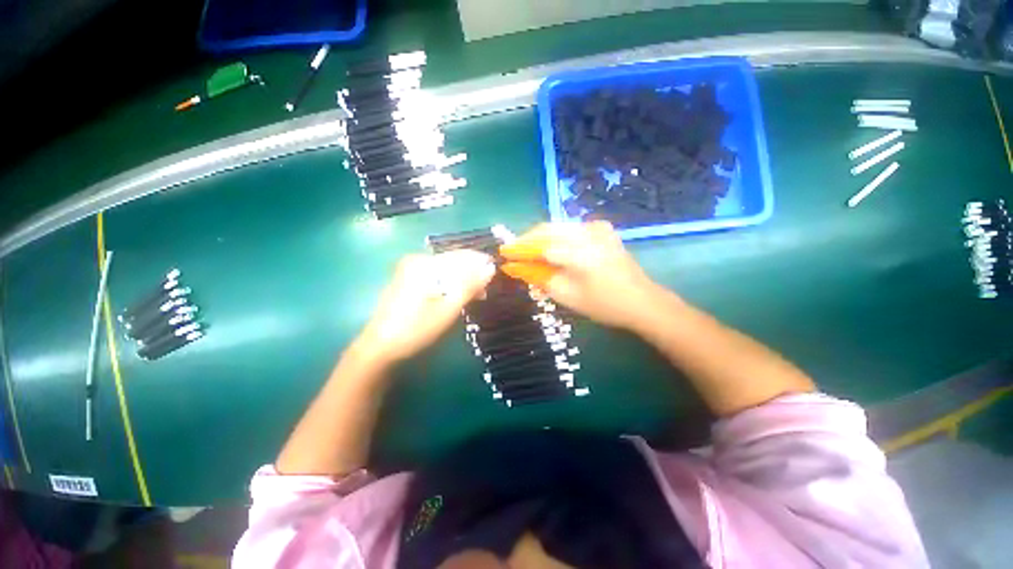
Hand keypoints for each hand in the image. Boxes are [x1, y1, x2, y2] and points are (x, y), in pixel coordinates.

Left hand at [357, 250, 495, 363]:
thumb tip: (490, 267)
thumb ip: (470, 285)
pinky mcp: (408, 280)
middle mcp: (416, 260)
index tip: (496, 274)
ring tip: (477, 295)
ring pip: (446, 269)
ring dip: (463, 280)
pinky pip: (436, 276)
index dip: (480, 263)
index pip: (461, 255)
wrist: (380, 348)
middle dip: (472, 273)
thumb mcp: (448, 308)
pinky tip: (458, 295)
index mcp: (425, 264)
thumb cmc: (416, 329)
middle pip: (453, 261)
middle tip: (486, 290)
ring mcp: (410, 270)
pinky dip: (450, 284)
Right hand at [500, 221, 664, 329]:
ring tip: (527, 252)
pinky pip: (570, 228)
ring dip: (539, 238)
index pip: (539, 246)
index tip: (503, 254)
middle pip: (547, 230)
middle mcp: (587, 232)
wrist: (642, 301)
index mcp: (579, 252)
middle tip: (513, 253)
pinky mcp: (602, 229)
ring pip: (557, 227)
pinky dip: (555, 236)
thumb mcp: (566, 295)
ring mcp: (597, 228)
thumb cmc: (603, 305)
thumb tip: (514, 268)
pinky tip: (550, 248)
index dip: (519, 249)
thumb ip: (538, 278)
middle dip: (527, 241)